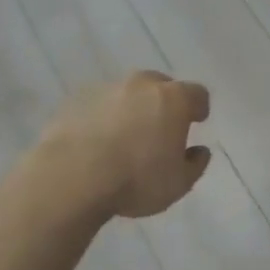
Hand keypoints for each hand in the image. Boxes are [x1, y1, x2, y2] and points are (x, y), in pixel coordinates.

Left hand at [40, 71, 212, 218]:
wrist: (69, 178)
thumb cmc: (135, 180)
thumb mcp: (179, 184)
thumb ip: (195, 164)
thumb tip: (199, 151)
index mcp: (174, 99)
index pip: (197, 94)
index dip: (199, 108)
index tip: (196, 122)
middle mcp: (142, 85)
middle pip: (161, 86)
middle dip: (165, 103)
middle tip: (161, 128)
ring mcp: (106, 89)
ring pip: (128, 94)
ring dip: (132, 109)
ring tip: (125, 137)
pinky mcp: (75, 100)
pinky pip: (99, 105)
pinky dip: (103, 117)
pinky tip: (97, 142)